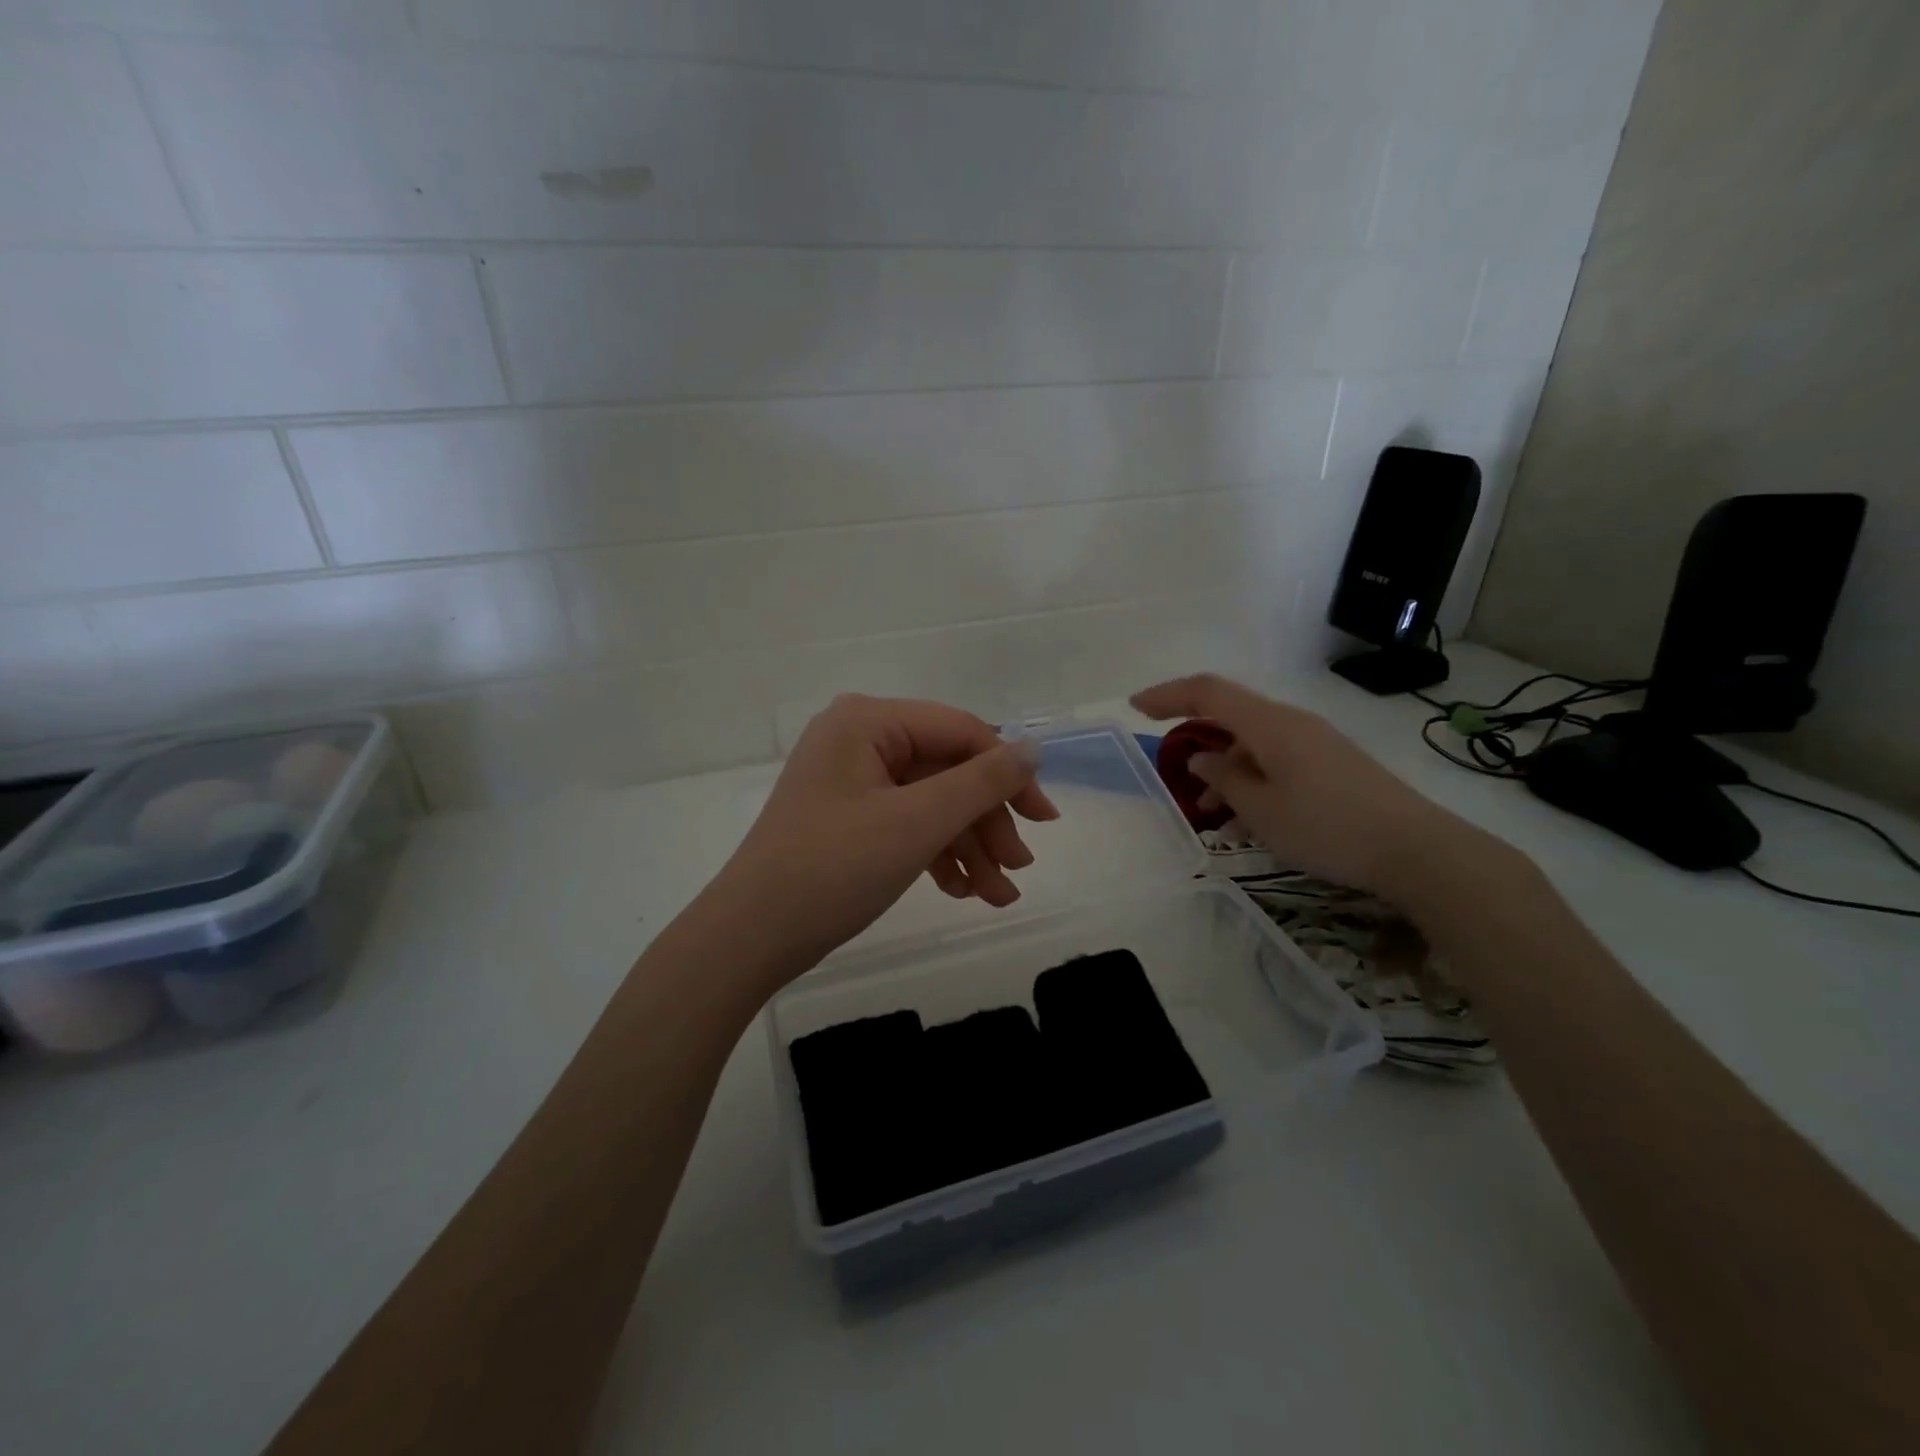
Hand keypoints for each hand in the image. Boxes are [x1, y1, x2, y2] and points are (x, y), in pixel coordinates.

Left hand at [707, 695, 1057, 980]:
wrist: (749, 938)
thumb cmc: (833, 869)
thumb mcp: (917, 823)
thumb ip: (982, 782)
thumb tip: (1034, 748)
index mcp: (868, 721)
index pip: (960, 731)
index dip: (1009, 773)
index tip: (1045, 820)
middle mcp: (858, 738)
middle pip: (947, 770)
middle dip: (986, 823)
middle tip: (1018, 869)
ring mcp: (850, 779)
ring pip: (930, 803)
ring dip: (967, 846)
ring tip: (997, 895)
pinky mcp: (847, 816)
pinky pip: (905, 823)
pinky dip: (935, 854)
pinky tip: (961, 891)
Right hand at [1131, 673, 1477, 898]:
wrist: (1417, 851)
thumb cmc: (1327, 827)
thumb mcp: (1261, 809)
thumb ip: (1225, 779)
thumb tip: (1204, 759)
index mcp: (1270, 724)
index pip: (1208, 692)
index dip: (1168, 695)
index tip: (1136, 707)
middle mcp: (1292, 724)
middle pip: (1231, 716)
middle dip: (1197, 742)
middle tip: (1176, 776)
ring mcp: (1315, 743)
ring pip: (1254, 745)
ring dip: (1226, 772)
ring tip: (1212, 817)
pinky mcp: (1331, 765)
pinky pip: (1277, 762)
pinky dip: (1253, 782)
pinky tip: (1249, 822)